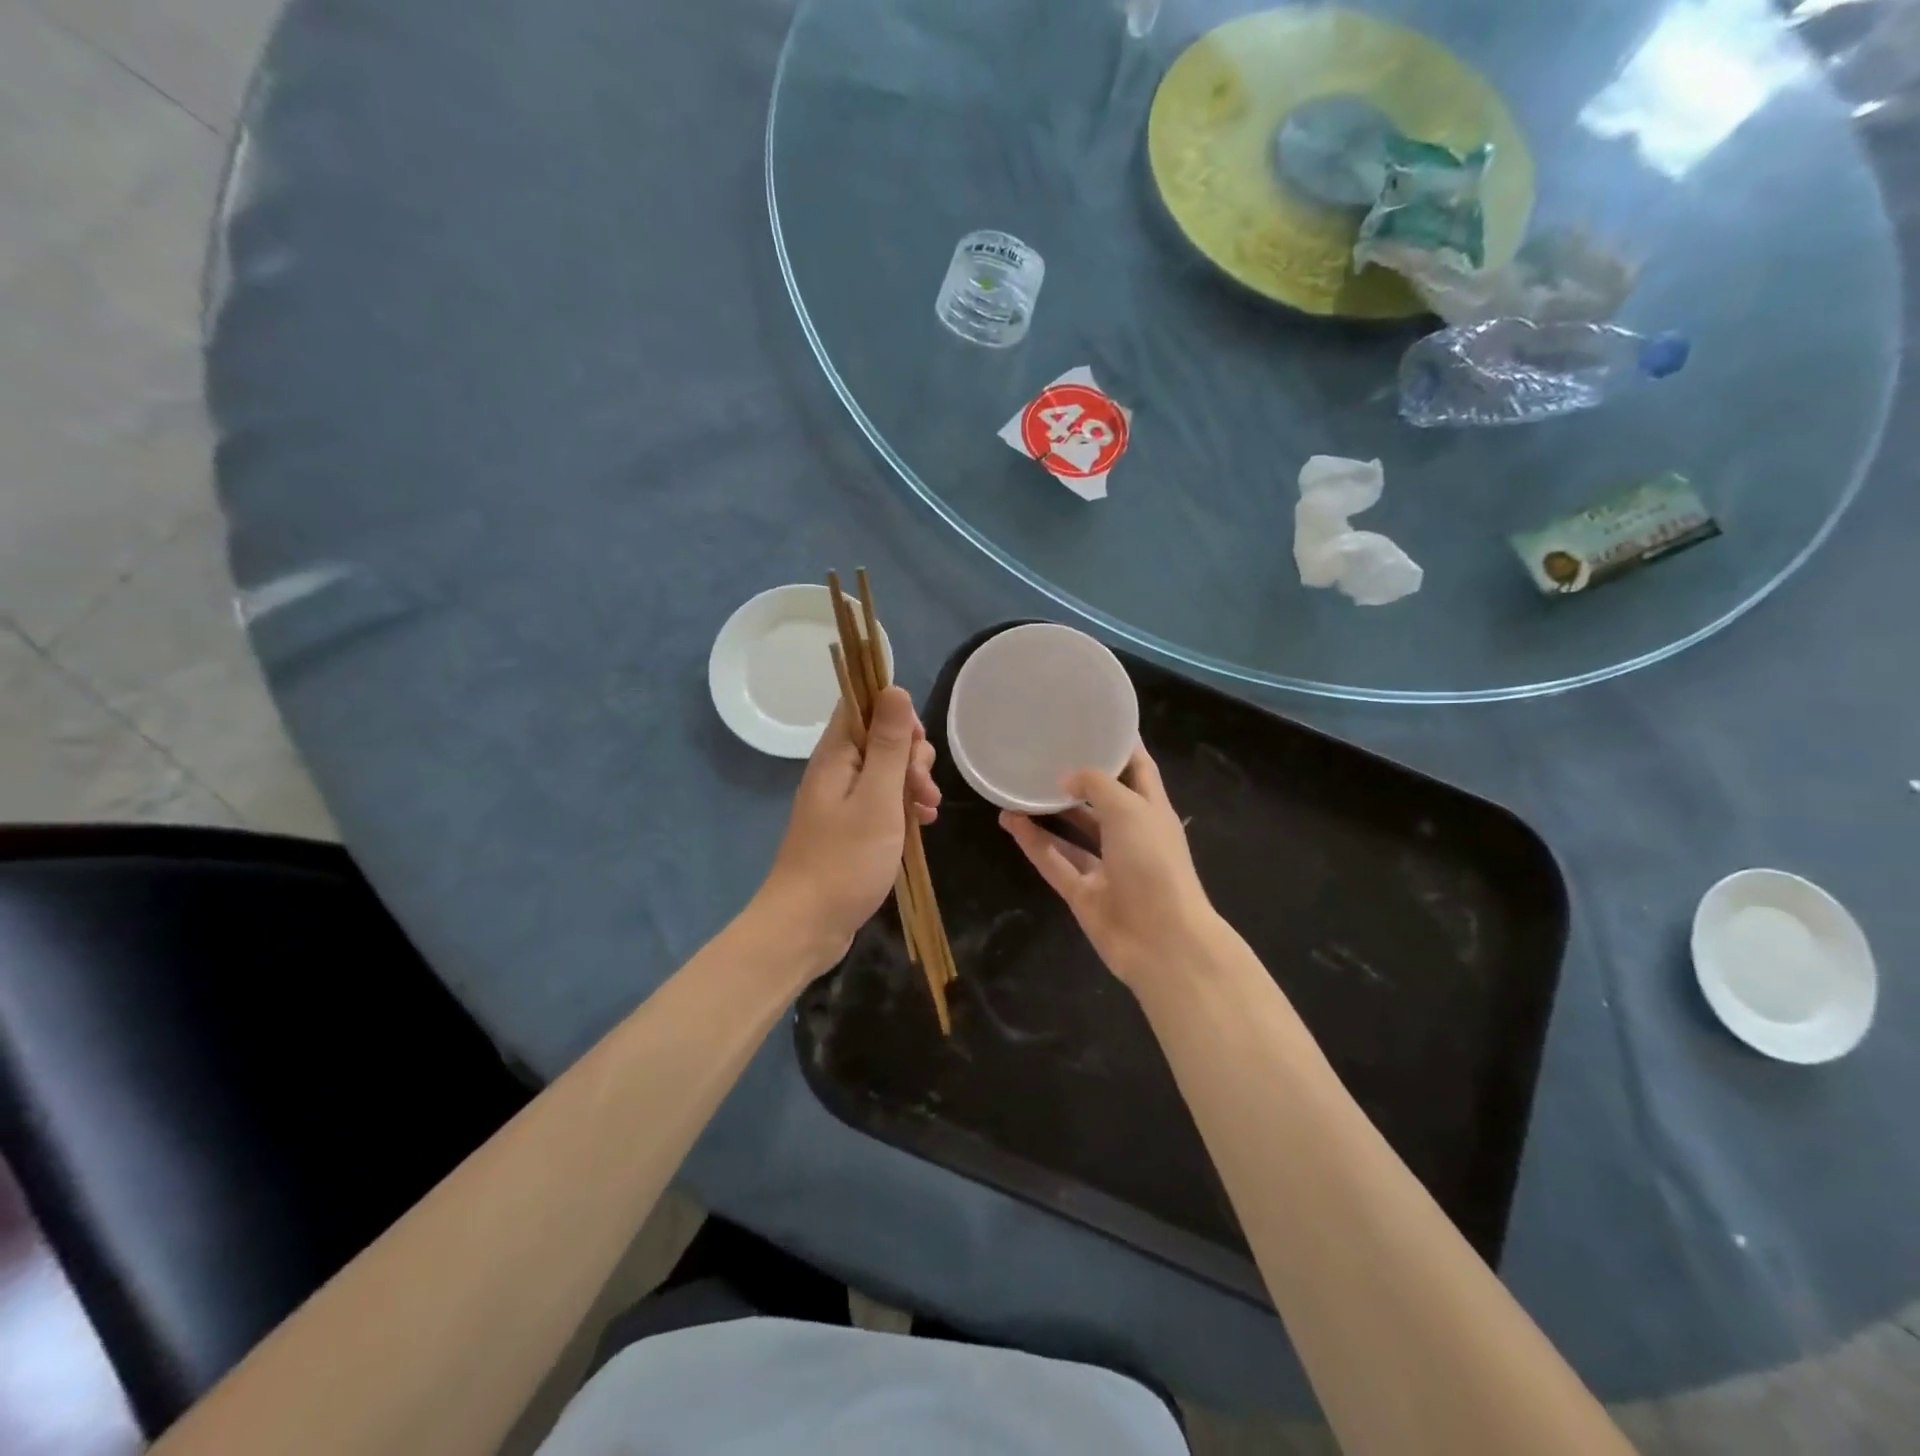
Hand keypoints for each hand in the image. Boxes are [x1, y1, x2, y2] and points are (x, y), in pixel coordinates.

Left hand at [757, 686, 939, 968]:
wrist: (807, 925)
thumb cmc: (845, 860)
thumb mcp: (877, 798)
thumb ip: (888, 744)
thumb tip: (894, 688)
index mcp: (836, 755)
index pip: (861, 704)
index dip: (895, 712)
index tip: (917, 743)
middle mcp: (836, 770)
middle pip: (880, 738)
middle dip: (911, 755)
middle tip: (922, 788)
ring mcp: (842, 800)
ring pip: (886, 771)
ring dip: (913, 783)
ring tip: (928, 812)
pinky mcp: (850, 827)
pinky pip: (883, 801)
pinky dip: (905, 807)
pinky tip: (923, 825)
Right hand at [1000, 745, 1219, 994]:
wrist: (1162, 941)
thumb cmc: (1154, 863)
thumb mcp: (1129, 809)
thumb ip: (1096, 785)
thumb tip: (1065, 778)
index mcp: (1152, 810)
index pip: (1138, 768)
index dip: (1121, 744)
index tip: (1095, 720)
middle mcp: (1130, 836)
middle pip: (1101, 800)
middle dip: (1077, 778)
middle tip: (1044, 752)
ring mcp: (1106, 867)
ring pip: (1072, 832)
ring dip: (1047, 812)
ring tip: (1017, 786)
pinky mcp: (1083, 894)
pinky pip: (1054, 861)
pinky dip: (1033, 842)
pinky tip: (1009, 820)